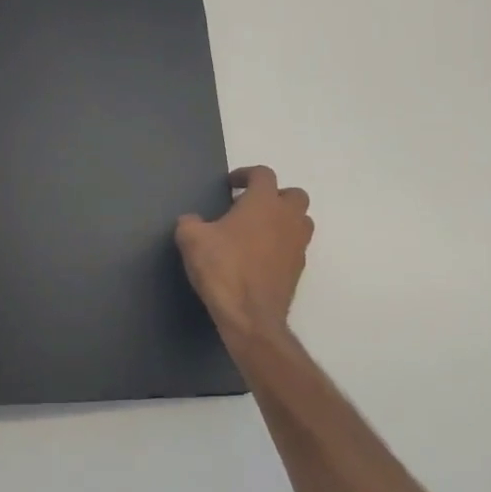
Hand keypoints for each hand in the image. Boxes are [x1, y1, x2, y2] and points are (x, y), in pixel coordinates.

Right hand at [175, 166, 312, 340]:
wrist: (251, 316)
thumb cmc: (223, 269)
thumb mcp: (192, 240)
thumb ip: (190, 223)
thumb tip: (191, 221)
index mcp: (264, 202)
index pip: (263, 174)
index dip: (246, 174)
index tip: (231, 185)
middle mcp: (287, 218)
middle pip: (293, 195)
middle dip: (274, 196)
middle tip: (250, 207)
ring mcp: (297, 245)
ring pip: (300, 221)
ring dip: (283, 220)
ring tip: (257, 232)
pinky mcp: (299, 270)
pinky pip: (295, 247)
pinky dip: (282, 245)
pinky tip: (259, 258)